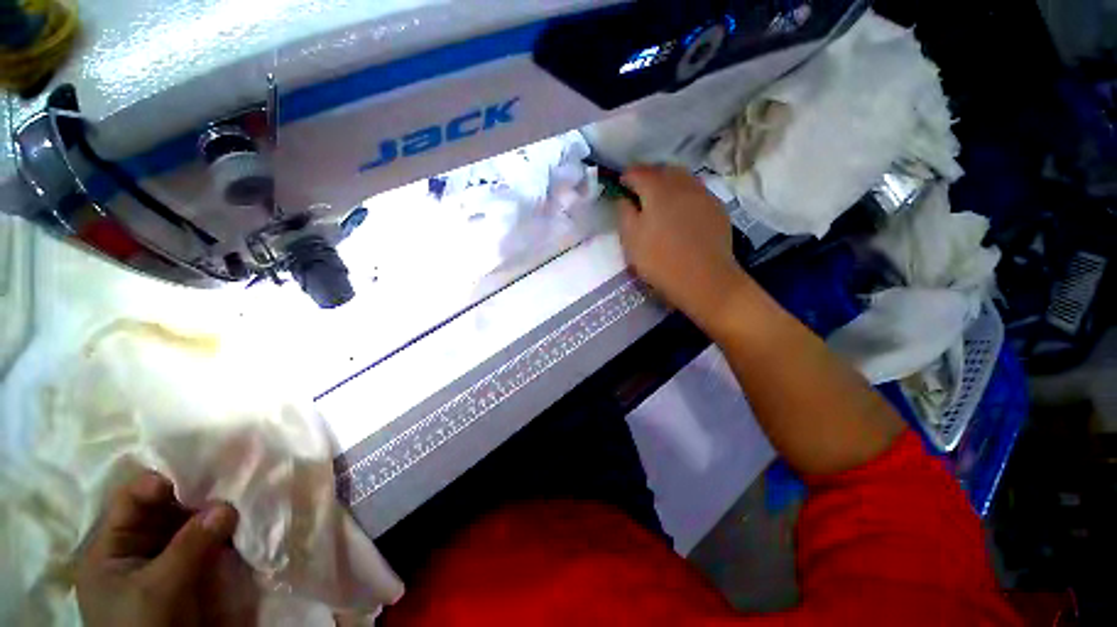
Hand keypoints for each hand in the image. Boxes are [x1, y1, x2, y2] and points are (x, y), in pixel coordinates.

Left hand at [76, 471, 258, 626]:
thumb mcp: (159, 589)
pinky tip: (237, 526)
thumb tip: (227, 506)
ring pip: (186, 525)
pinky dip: (218, 534)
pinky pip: (201, 544)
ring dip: (211, 515)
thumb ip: (189, 546)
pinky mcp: (184, 573)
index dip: (164, 483)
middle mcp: (134, 548)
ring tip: (240, 503)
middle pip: (162, 510)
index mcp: (110, 547)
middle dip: (196, 497)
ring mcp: (160, 561)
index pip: (132, 500)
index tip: (203, 471)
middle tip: (232, 485)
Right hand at [617, 165, 746, 329]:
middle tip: (639, 192)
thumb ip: (624, 213)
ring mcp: (703, 195)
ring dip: (668, 183)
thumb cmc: (660, 261)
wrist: (705, 280)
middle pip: (663, 169)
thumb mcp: (631, 239)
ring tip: (660, 200)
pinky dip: (684, 195)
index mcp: (658, 189)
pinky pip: (696, 192)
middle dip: (649, 176)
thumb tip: (624, 198)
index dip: (626, 177)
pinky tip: (681, 212)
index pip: (638, 172)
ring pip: (682, 178)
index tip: (620, 185)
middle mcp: (682, 184)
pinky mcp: (717, 208)